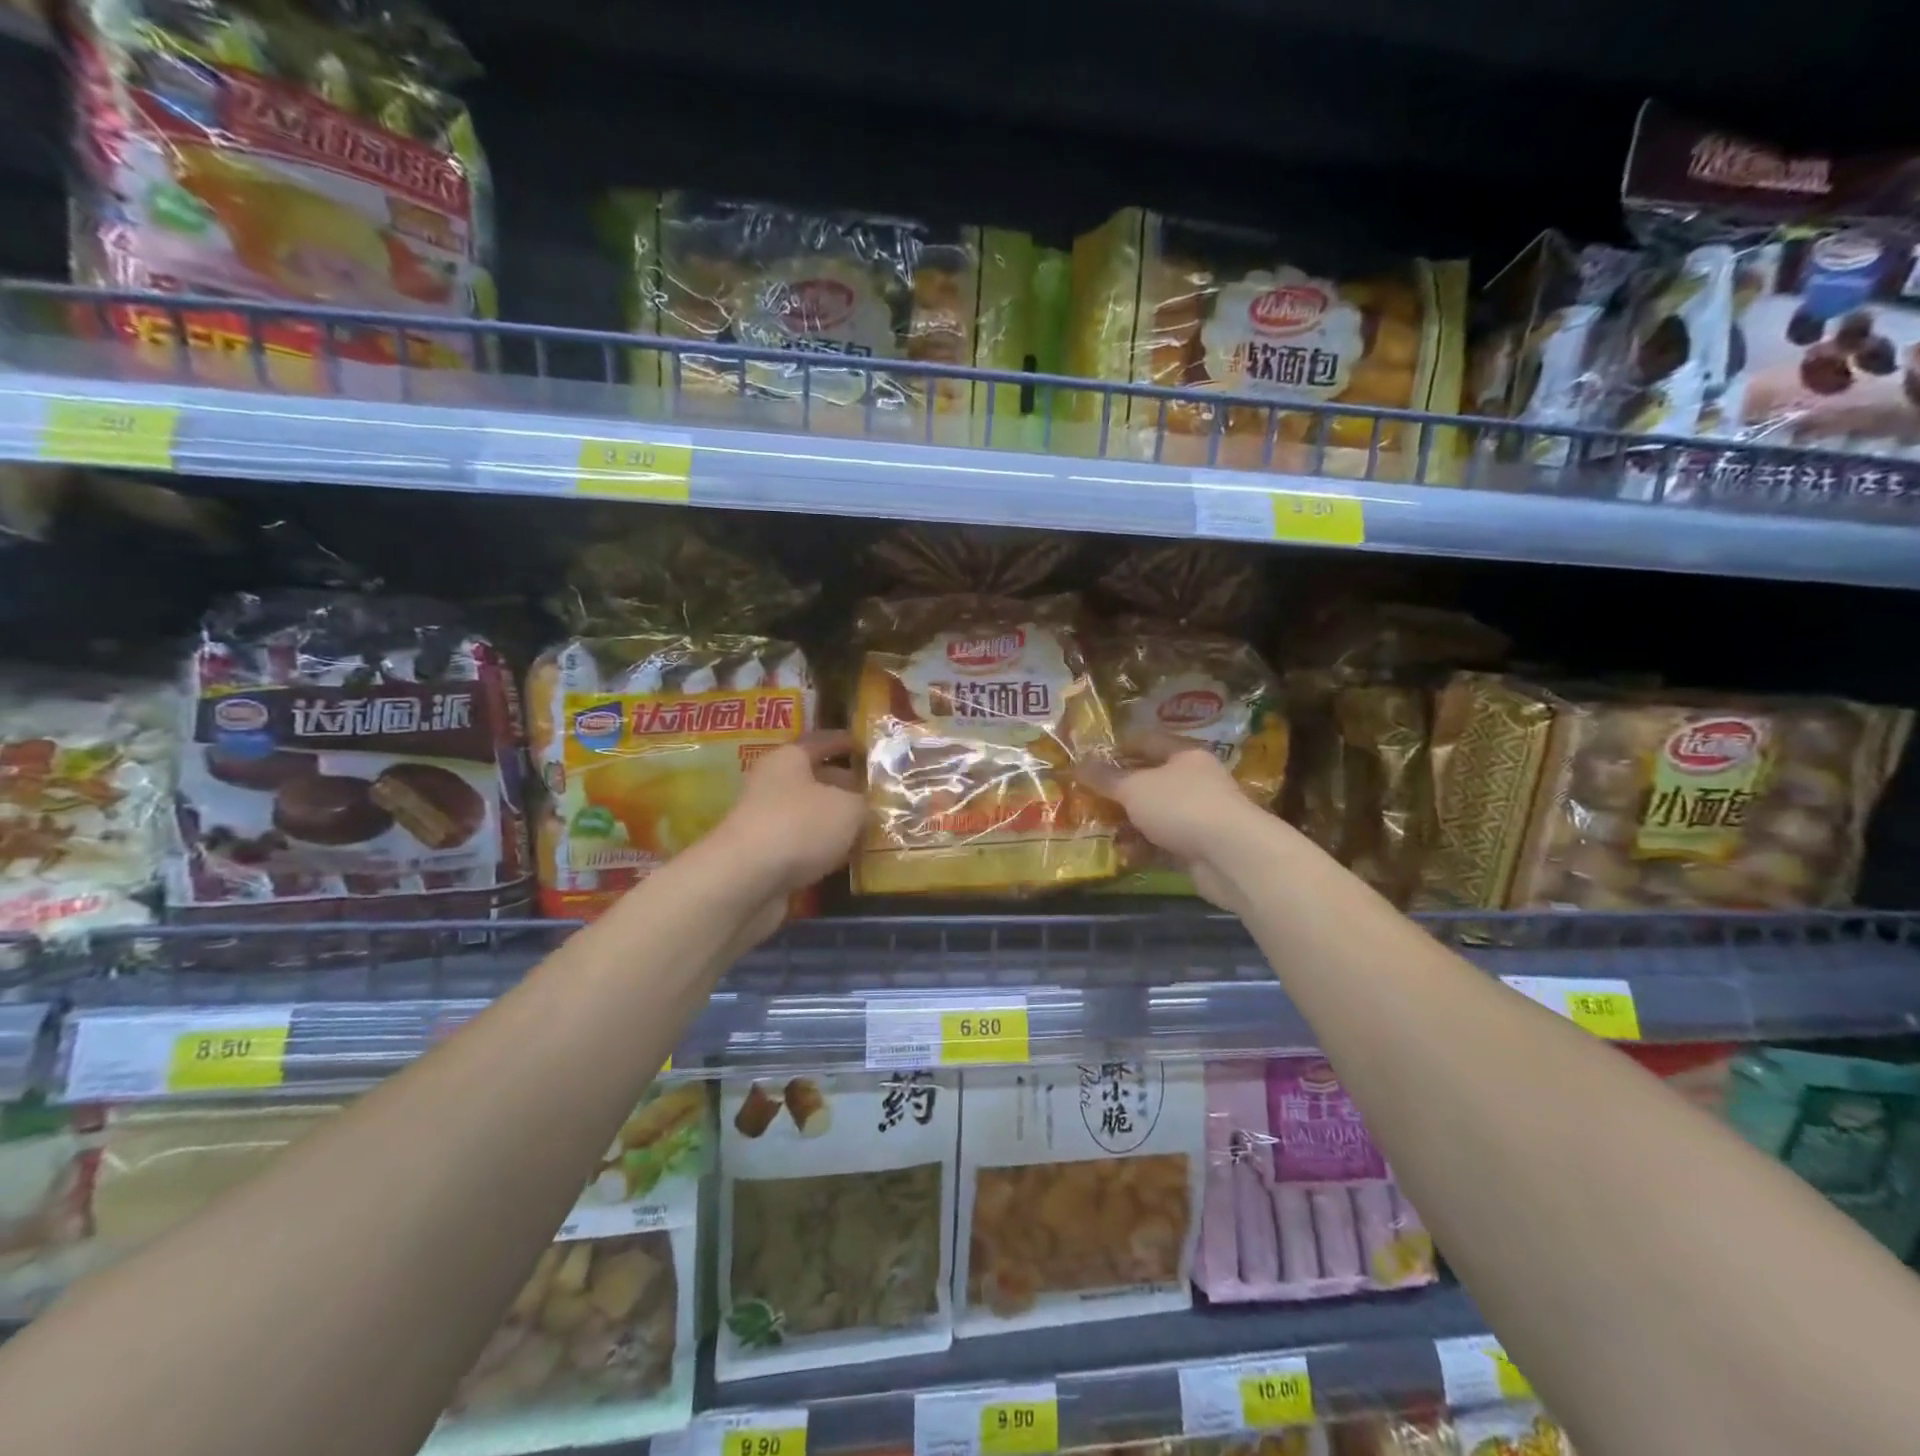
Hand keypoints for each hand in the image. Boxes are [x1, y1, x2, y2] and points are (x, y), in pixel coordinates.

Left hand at [702, 730, 865, 910]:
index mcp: (788, 759)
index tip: (866, 746)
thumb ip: (864, 803)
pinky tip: (847, 857)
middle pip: (815, 779)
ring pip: (809, 815)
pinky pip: (802, 845)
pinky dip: (823, 849)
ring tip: (870, 827)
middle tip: (877, 794)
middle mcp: (773, 785)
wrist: (746, 881)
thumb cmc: (800, 825)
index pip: (821, 741)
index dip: (844, 742)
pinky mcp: (765, 857)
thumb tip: (867, 807)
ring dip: (835, 822)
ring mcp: (766, 823)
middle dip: (845, 786)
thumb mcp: (849, 808)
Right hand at [1077, 731, 1269, 911]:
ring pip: (1154, 816)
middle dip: (1119, 792)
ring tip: (1098, 829)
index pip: (1148, 742)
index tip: (1090, 758)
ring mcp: (1198, 817)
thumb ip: (1106, 778)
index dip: (1119, 747)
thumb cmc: (1181, 806)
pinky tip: (1121, 854)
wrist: (1231, 856)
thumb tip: (1078, 764)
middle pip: (1150, 782)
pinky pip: (1162, 845)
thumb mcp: (1135, 788)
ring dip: (1128, 823)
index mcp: (1184, 756)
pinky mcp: (1197, 849)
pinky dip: (1143, 848)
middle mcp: (1194, 783)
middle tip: (1087, 798)